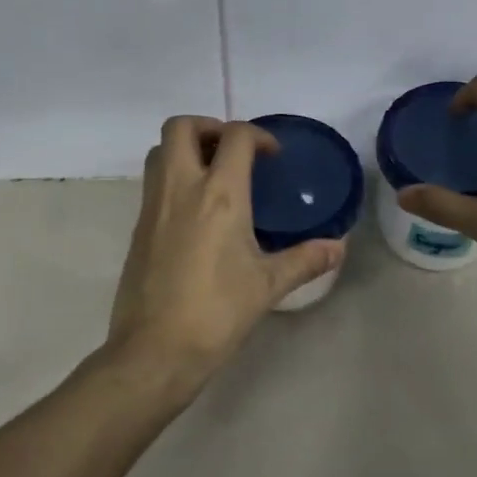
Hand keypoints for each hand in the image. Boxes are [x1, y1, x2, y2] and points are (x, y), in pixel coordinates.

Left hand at [107, 116, 343, 399]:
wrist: (155, 350)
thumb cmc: (217, 312)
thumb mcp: (267, 285)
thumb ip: (305, 259)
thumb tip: (338, 247)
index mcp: (219, 194)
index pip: (235, 136)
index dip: (257, 135)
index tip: (271, 156)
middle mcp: (181, 188)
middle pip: (181, 127)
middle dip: (209, 126)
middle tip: (232, 152)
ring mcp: (153, 206)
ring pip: (159, 151)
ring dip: (185, 149)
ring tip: (212, 174)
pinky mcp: (138, 228)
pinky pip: (152, 183)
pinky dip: (173, 177)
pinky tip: (195, 212)